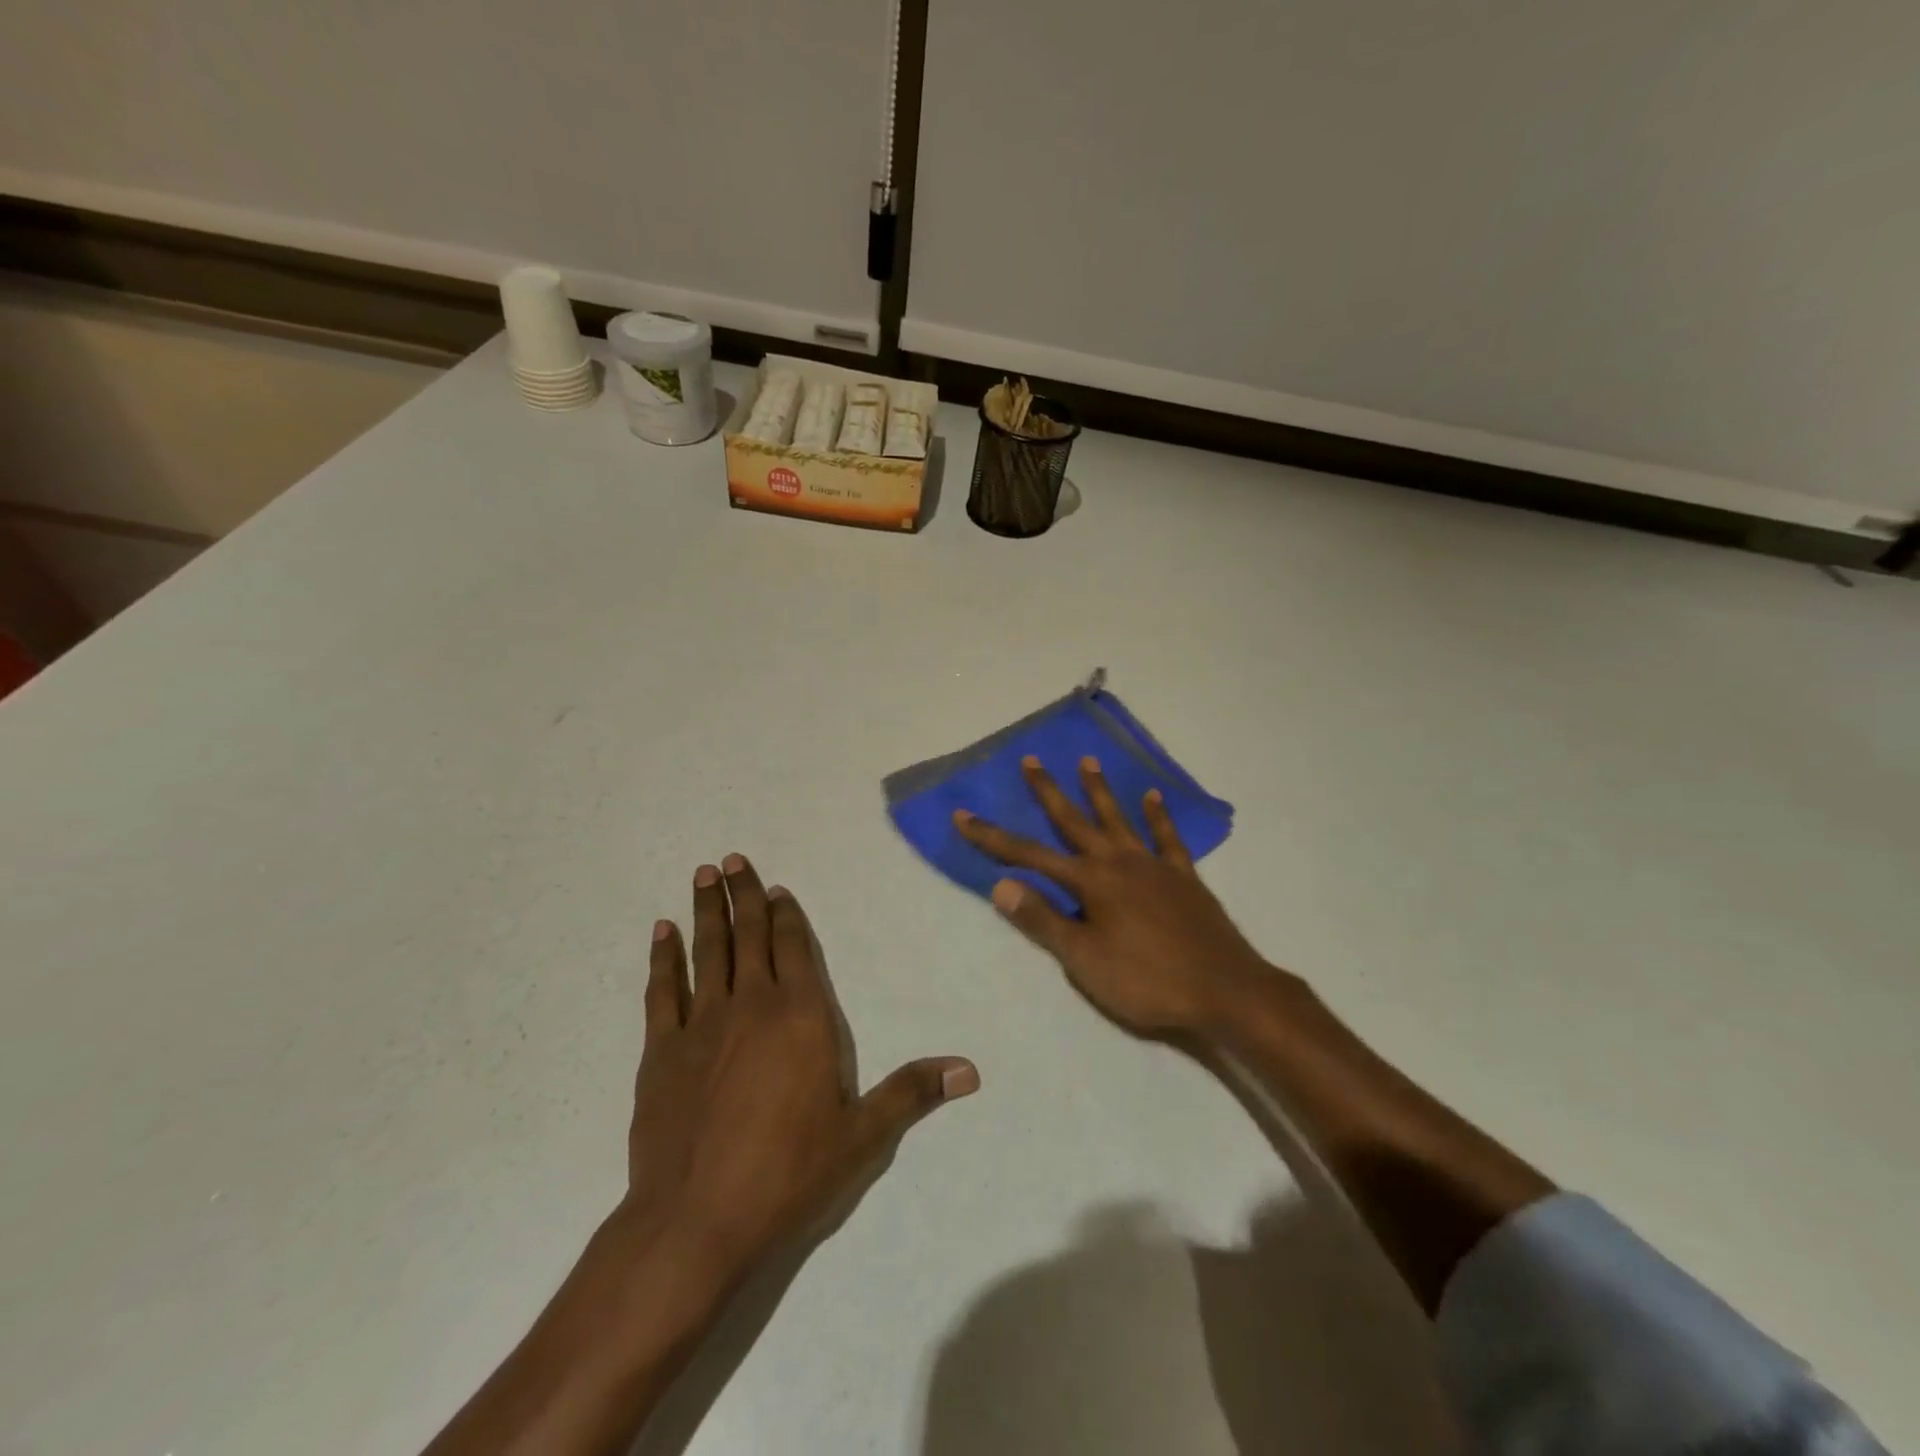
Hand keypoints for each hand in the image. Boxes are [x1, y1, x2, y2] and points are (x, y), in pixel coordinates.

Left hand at [627, 854, 978, 1295]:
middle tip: (732, 859)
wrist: (696, 1220)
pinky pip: (662, 990)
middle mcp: (751, 1005)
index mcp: (801, 1015)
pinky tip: (661, 931)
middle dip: (744, 895)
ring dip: (707, 911)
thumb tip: (970, 1069)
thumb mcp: (862, 1136)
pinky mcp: (661, 1051)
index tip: (776, 887)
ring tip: (704, 874)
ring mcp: (702, 1024)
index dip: (787, 914)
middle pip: (750, 936)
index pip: (795, 947)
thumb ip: (911, 1092)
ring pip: (707, 951)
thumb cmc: (788, 1174)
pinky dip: (663, 957)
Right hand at [955, 757, 1278, 1034]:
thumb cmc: (1147, 981)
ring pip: (1119, 819)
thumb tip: (1001, 885)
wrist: (1225, 990)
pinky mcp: (1184, 877)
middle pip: (1075, 821)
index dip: (993, 838)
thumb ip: (1043, 920)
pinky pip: (1168, 838)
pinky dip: (1159, 816)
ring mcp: (1154, 866)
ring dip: (1100, 791)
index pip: (1030, 856)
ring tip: (1087, 761)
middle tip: (1032, 760)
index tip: (964, 816)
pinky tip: (1153, 796)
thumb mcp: (1084, 960)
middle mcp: (1119, 862)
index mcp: (1091, 882)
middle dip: (1049, 793)